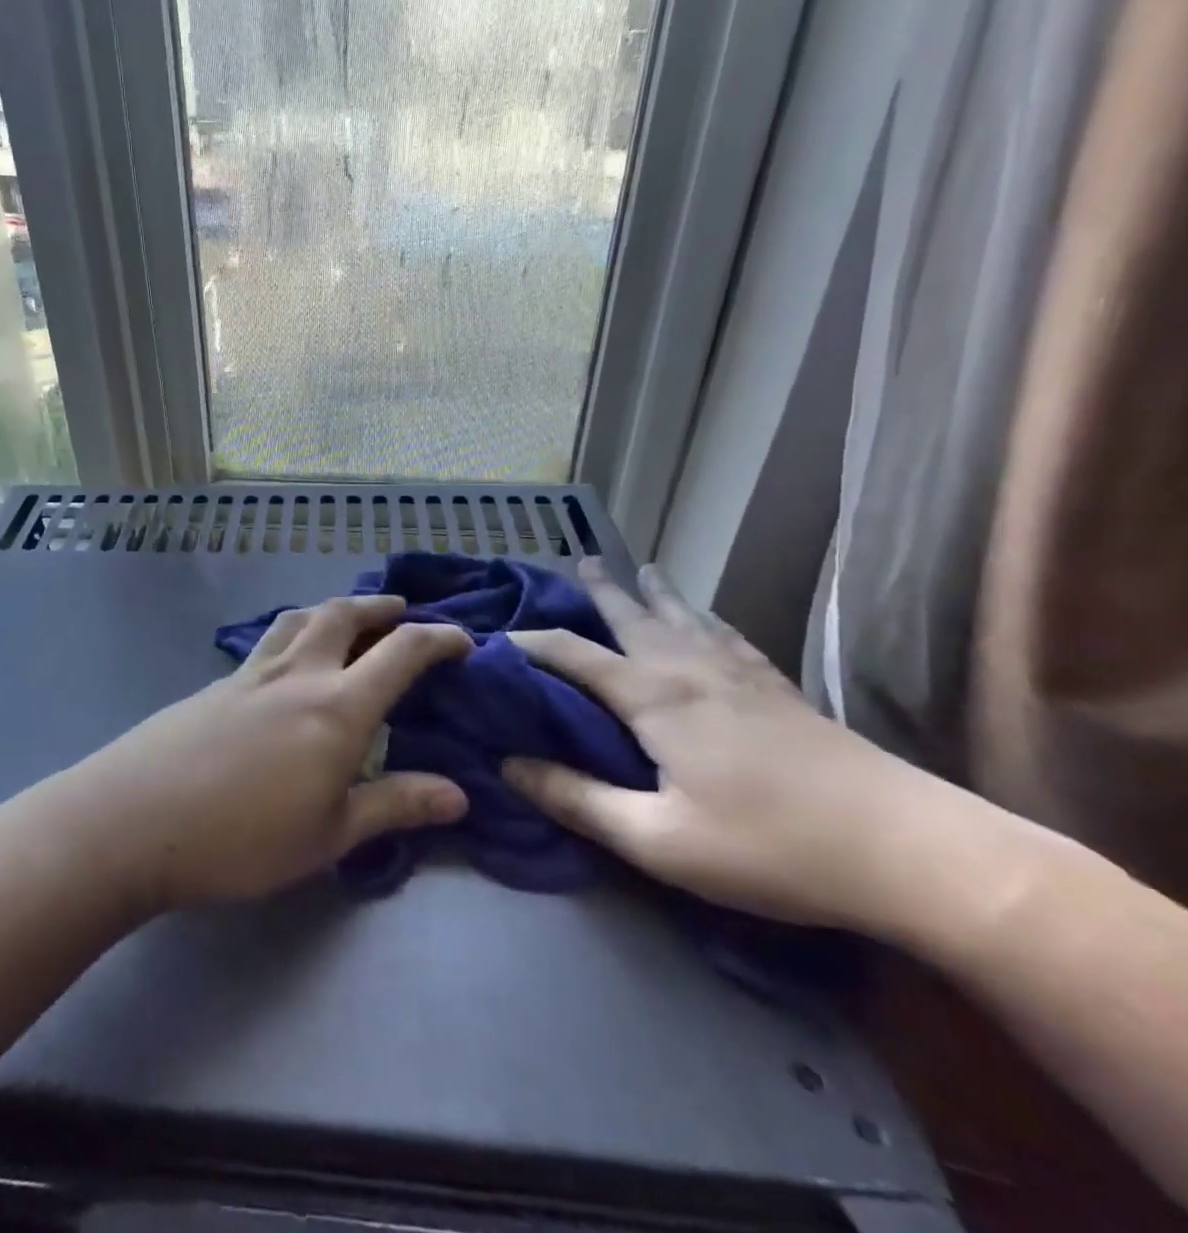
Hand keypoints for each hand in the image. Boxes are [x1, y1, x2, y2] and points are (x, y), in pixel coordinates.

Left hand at [71, 595, 471, 912]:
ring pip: (299, 617)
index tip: (463, 640)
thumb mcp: (330, 833)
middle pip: (343, 615)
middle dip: (379, 608)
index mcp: (337, 707)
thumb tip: (460, 794)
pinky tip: (288, 659)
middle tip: (401, 612)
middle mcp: (299, 673)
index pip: (401, 653)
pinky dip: (295, 632)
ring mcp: (252, 672)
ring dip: (332, 609)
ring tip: (346, 619)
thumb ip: (395, 805)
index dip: (439, 639)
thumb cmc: (243, 838)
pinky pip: (269, 640)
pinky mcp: (219, 682)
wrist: (138, 818)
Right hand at [500, 558, 953, 931]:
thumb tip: (508, 764)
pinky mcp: (782, 690)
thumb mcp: (657, 839)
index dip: (530, 642)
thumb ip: (577, 799)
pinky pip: (730, 636)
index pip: (572, 654)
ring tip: (641, 567)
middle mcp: (689, 670)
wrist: (912, 852)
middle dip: (600, 589)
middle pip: (633, 616)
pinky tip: (710, 621)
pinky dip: (707, 620)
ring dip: (655, 592)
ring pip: (684, 617)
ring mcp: (741, 675)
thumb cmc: (770, 848)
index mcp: (653, 697)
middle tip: (580, 559)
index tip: (497, 636)